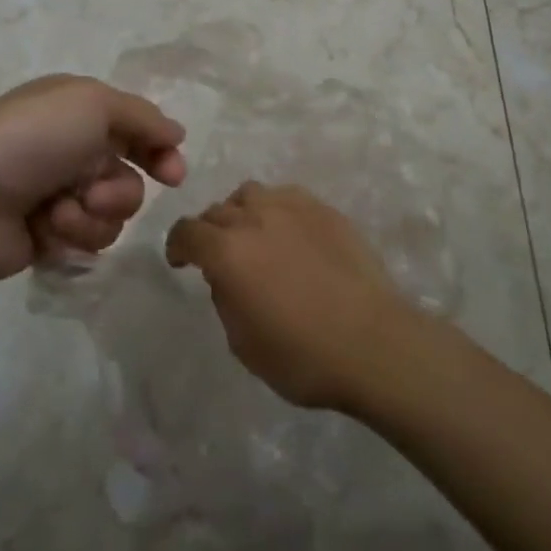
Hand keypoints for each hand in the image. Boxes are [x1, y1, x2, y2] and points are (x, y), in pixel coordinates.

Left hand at [0, 75, 186, 286]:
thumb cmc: (30, 140)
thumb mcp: (93, 104)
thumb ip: (143, 117)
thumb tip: (176, 133)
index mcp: (77, 110)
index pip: (135, 128)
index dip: (159, 150)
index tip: (173, 175)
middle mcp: (71, 150)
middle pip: (129, 177)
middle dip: (118, 191)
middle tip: (95, 193)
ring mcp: (58, 195)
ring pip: (112, 215)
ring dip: (92, 216)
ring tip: (58, 212)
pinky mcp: (47, 236)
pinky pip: (87, 242)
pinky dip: (70, 236)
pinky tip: (43, 230)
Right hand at [165, 182, 418, 411]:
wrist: (373, 342)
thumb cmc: (302, 356)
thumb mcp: (243, 343)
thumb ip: (224, 299)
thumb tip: (226, 276)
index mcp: (228, 252)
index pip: (187, 231)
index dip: (177, 245)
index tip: (180, 261)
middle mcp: (254, 218)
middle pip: (217, 210)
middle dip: (209, 231)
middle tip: (218, 256)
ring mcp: (292, 207)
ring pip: (250, 194)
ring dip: (240, 212)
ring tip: (252, 236)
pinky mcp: (324, 209)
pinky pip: (286, 196)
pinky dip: (275, 210)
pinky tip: (288, 232)